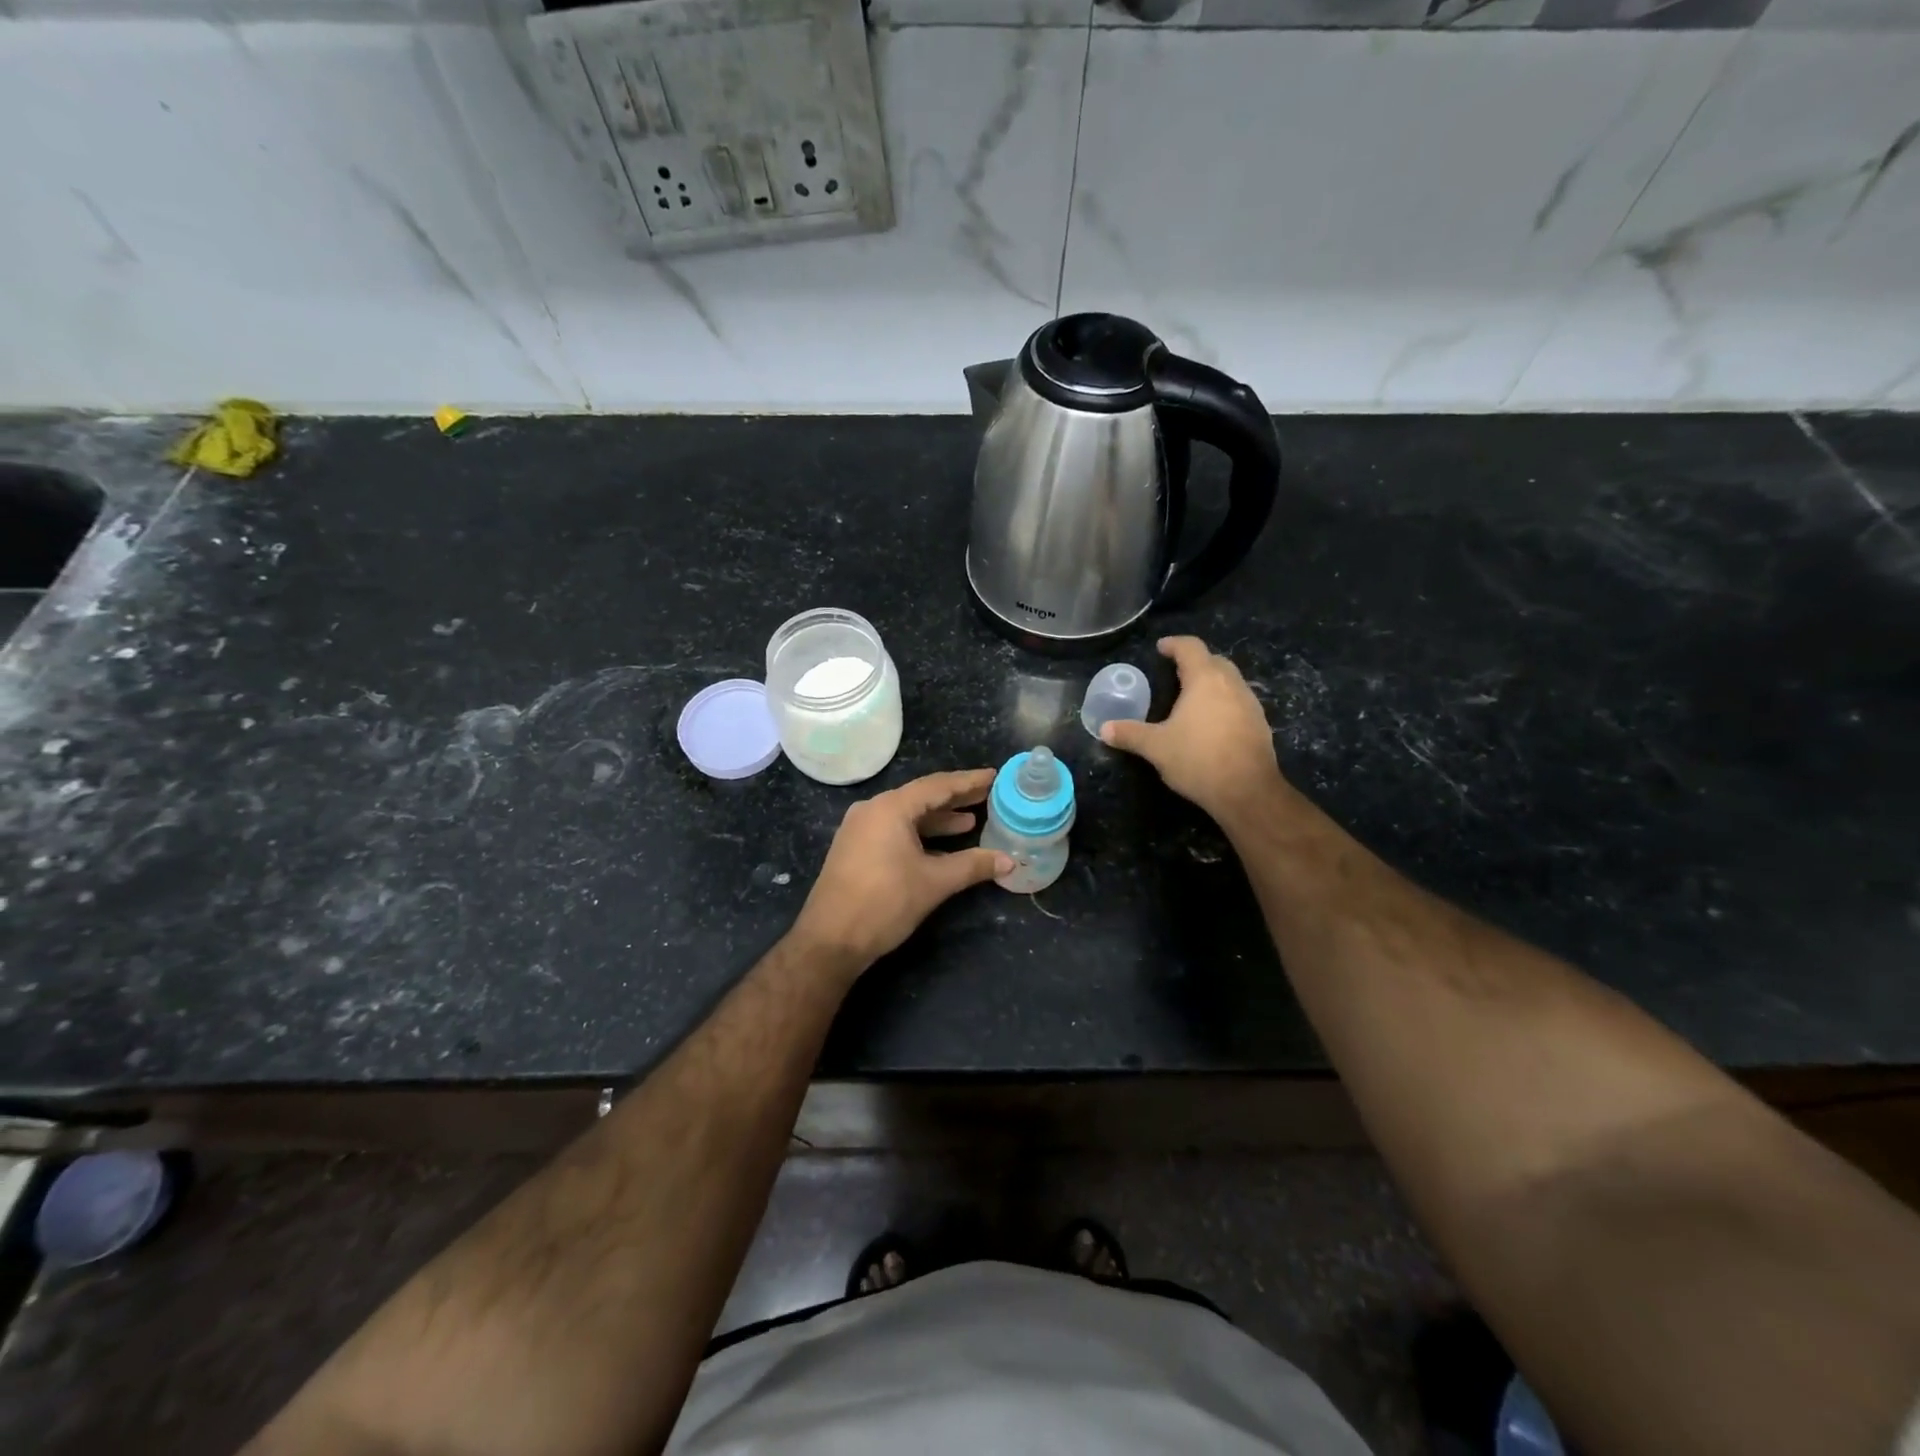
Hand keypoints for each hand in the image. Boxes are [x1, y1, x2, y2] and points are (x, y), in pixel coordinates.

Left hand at [790, 769, 1013, 973]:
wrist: (830, 940)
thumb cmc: (884, 903)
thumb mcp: (934, 883)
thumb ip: (972, 866)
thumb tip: (1009, 860)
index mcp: (890, 808)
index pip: (937, 786)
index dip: (968, 782)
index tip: (994, 775)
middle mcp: (872, 810)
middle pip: (921, 797)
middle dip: (955, 798)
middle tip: (987, 795)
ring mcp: (860, 829)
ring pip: (907, 816)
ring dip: (938, 820)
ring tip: (970, 822)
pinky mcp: (855, 849)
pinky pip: (894, 831)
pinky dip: (920, 835)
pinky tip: (941, 847)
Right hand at [1100, 636, 1289, 823]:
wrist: (1247, 791)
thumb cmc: (1198, 759)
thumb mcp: (1156, 747)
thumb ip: (1130, 734)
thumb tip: (1104, 729)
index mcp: (1205, 679)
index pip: (1190, 647)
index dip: (1174, 644)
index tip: (1161, 648)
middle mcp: (1231, 684)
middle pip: (1214, 660)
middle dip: (1194, 662)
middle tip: (1174, 674)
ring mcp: (1250, 703)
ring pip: (1230, 681)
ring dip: (1211, 682)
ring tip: (1191, 698)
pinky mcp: (1260, 724)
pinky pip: (1238, 702)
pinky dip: (1223, 702)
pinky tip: (1211, 723)